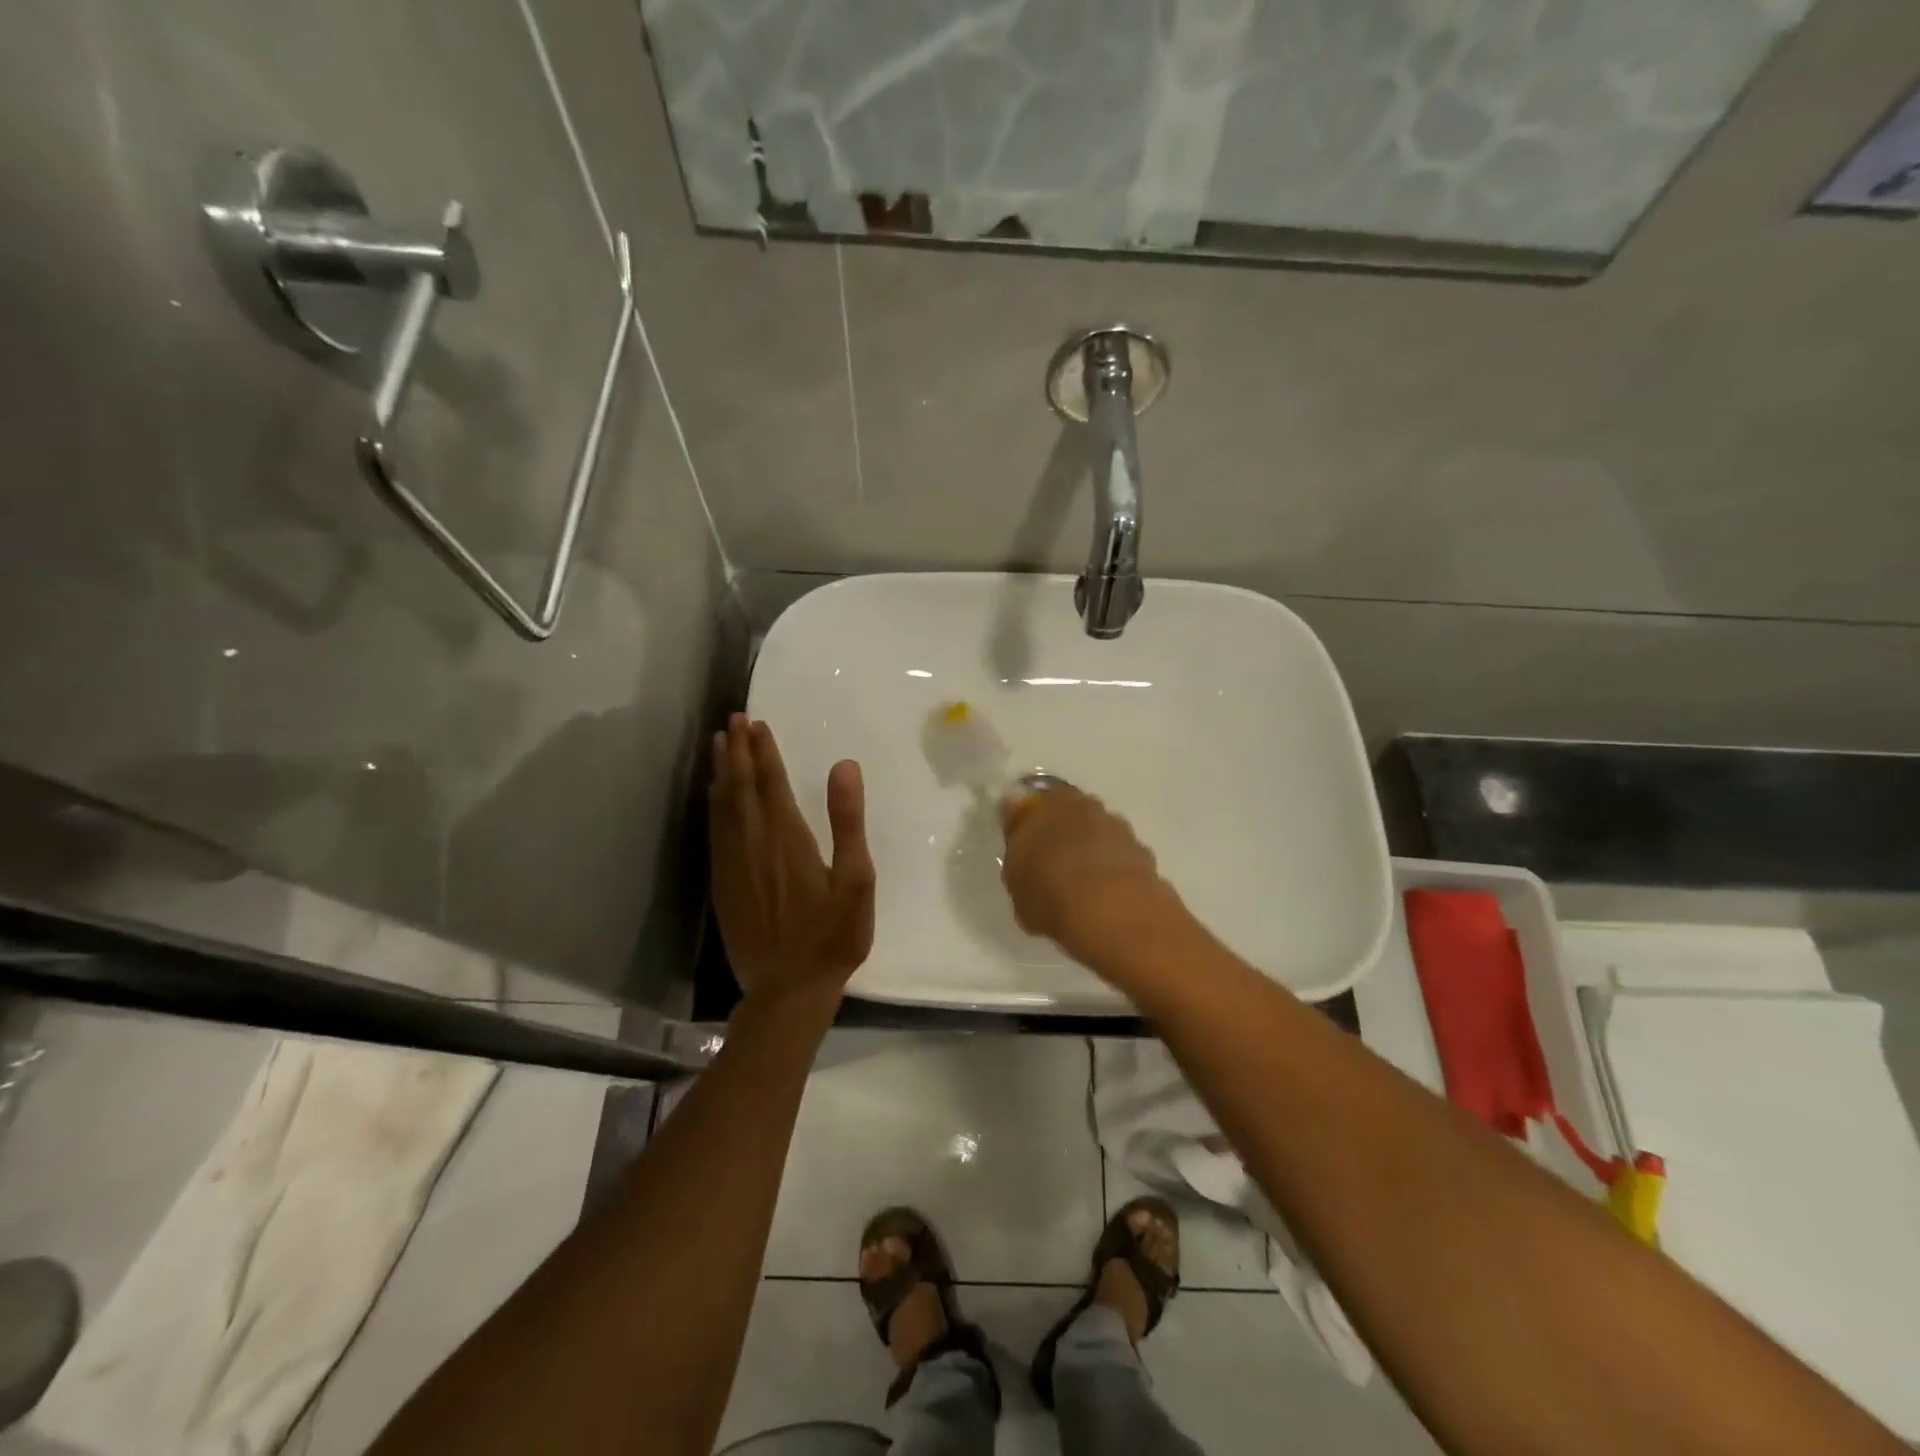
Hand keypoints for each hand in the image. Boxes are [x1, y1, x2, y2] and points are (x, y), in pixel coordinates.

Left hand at [709, 715, 874, 1001]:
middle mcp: (753, 843)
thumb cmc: (833, 935)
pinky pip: (714, 833)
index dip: (763, 751)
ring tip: (719, 745)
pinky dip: (713, 806)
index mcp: (787, 838)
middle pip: (740, 787)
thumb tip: (844, 765)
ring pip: (722, 807)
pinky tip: (714, 798)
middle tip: (733, 720)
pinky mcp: (722, 884)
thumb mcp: (856, 879)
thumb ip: (848, 821)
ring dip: (722, 772)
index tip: (756, 723)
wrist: (788, 989)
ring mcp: (733, 864)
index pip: (771, 782)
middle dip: (737, 751)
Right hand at [998, 785, 1186, 973]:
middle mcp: (1089, 807)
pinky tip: (1106, 899)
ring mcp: (1121, 830)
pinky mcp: (1145, 856)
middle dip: (1064, 834)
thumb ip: (1017, 849)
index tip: (1024, 846)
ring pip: (1100, 836)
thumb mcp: (1015, 878)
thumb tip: (1019, 831)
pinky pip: (1121, 860)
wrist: (1112, 914)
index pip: (1035, 804)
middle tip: (1052, 866)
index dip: (1029, 823)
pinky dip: (1113, 873)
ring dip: (1092, 853)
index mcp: (1052, 803)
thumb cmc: (1051, 891)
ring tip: (1081, 889)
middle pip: (1072, 816)